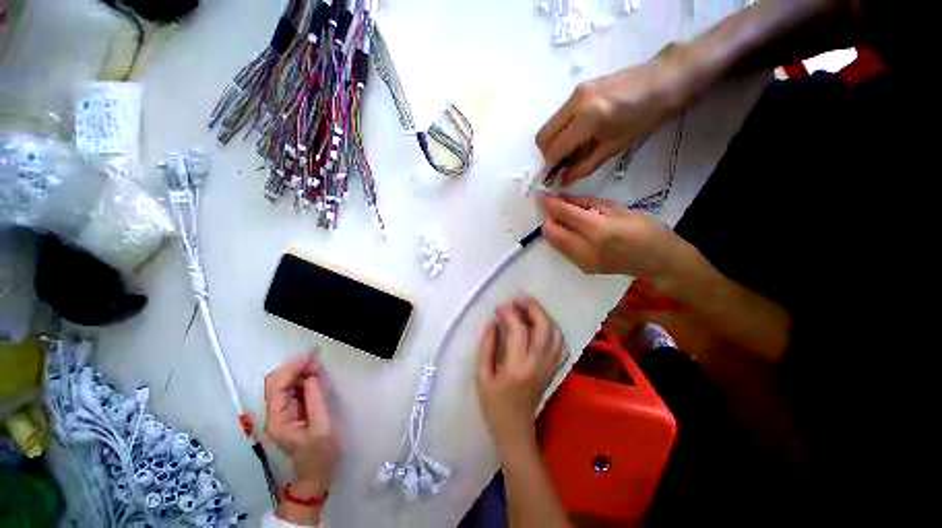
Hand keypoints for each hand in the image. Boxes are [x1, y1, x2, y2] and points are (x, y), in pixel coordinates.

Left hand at [264, 355, 339, 494]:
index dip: (291, 369)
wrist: (316, 475)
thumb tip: (312, 377)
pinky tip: (316, 379)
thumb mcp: (322, 428)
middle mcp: (275, 415)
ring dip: (300, 373)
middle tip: (318, 363)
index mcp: (278, 420)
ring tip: (319, 369)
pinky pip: (293, 391)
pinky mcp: (291, 413)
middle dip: (295, 369)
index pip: (276, 387)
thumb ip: (316, 401)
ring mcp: (282, 414)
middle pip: (277, 383)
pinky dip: (303, 381)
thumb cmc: (320, 455)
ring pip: (284, 385)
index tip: (312, 359)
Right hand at [476, 299, 565, 452]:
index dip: (509, 314)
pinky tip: (542, 327)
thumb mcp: (481, 376)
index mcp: (517, 367)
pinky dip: (554, 331)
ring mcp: (550, 367)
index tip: (500, 308)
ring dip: (544, 316)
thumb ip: (486, 347)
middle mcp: (538, 364)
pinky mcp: (554, 370)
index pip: (518, 331)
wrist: (515, 430)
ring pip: (556, 334)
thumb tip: (493, 323)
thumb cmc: (493, 404)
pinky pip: (561, 346)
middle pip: (545, 328)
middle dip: (533, 308)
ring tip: (529, 309)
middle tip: (519, 300)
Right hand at [535, 53, 686, 184]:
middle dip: (547, 154)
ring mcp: (575, 93)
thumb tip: (563, 181)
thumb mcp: (613, 147)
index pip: (554, 149)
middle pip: (543, 136)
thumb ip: (584, 166)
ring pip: (549, 125)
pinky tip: (577, 135)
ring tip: (569, 151)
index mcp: (586, 119)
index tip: (552, 178)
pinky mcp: (579, 88)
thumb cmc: (644, 117)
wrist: (664, 79)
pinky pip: (559, 115)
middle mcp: (574, 103)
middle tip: (560, 164)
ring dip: (553, 142)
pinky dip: (561, 130)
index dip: (550, 167)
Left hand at [540, 195, 695, 295]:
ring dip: (553, 228)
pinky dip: (562, 238)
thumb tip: (564, 198)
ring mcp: (581, 261)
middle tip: (555, 208)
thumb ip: (587, 203)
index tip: (541, 195)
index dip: (549, 204)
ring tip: (564, 219)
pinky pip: (563, 250)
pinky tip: (573, 232)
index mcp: (597, 229)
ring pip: (554, 243)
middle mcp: (584, 248)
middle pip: (551, 232)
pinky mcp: (583, 268)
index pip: (563, 214)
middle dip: (548, 217)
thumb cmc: (644, 228)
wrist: (657, 261)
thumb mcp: (617, 208)